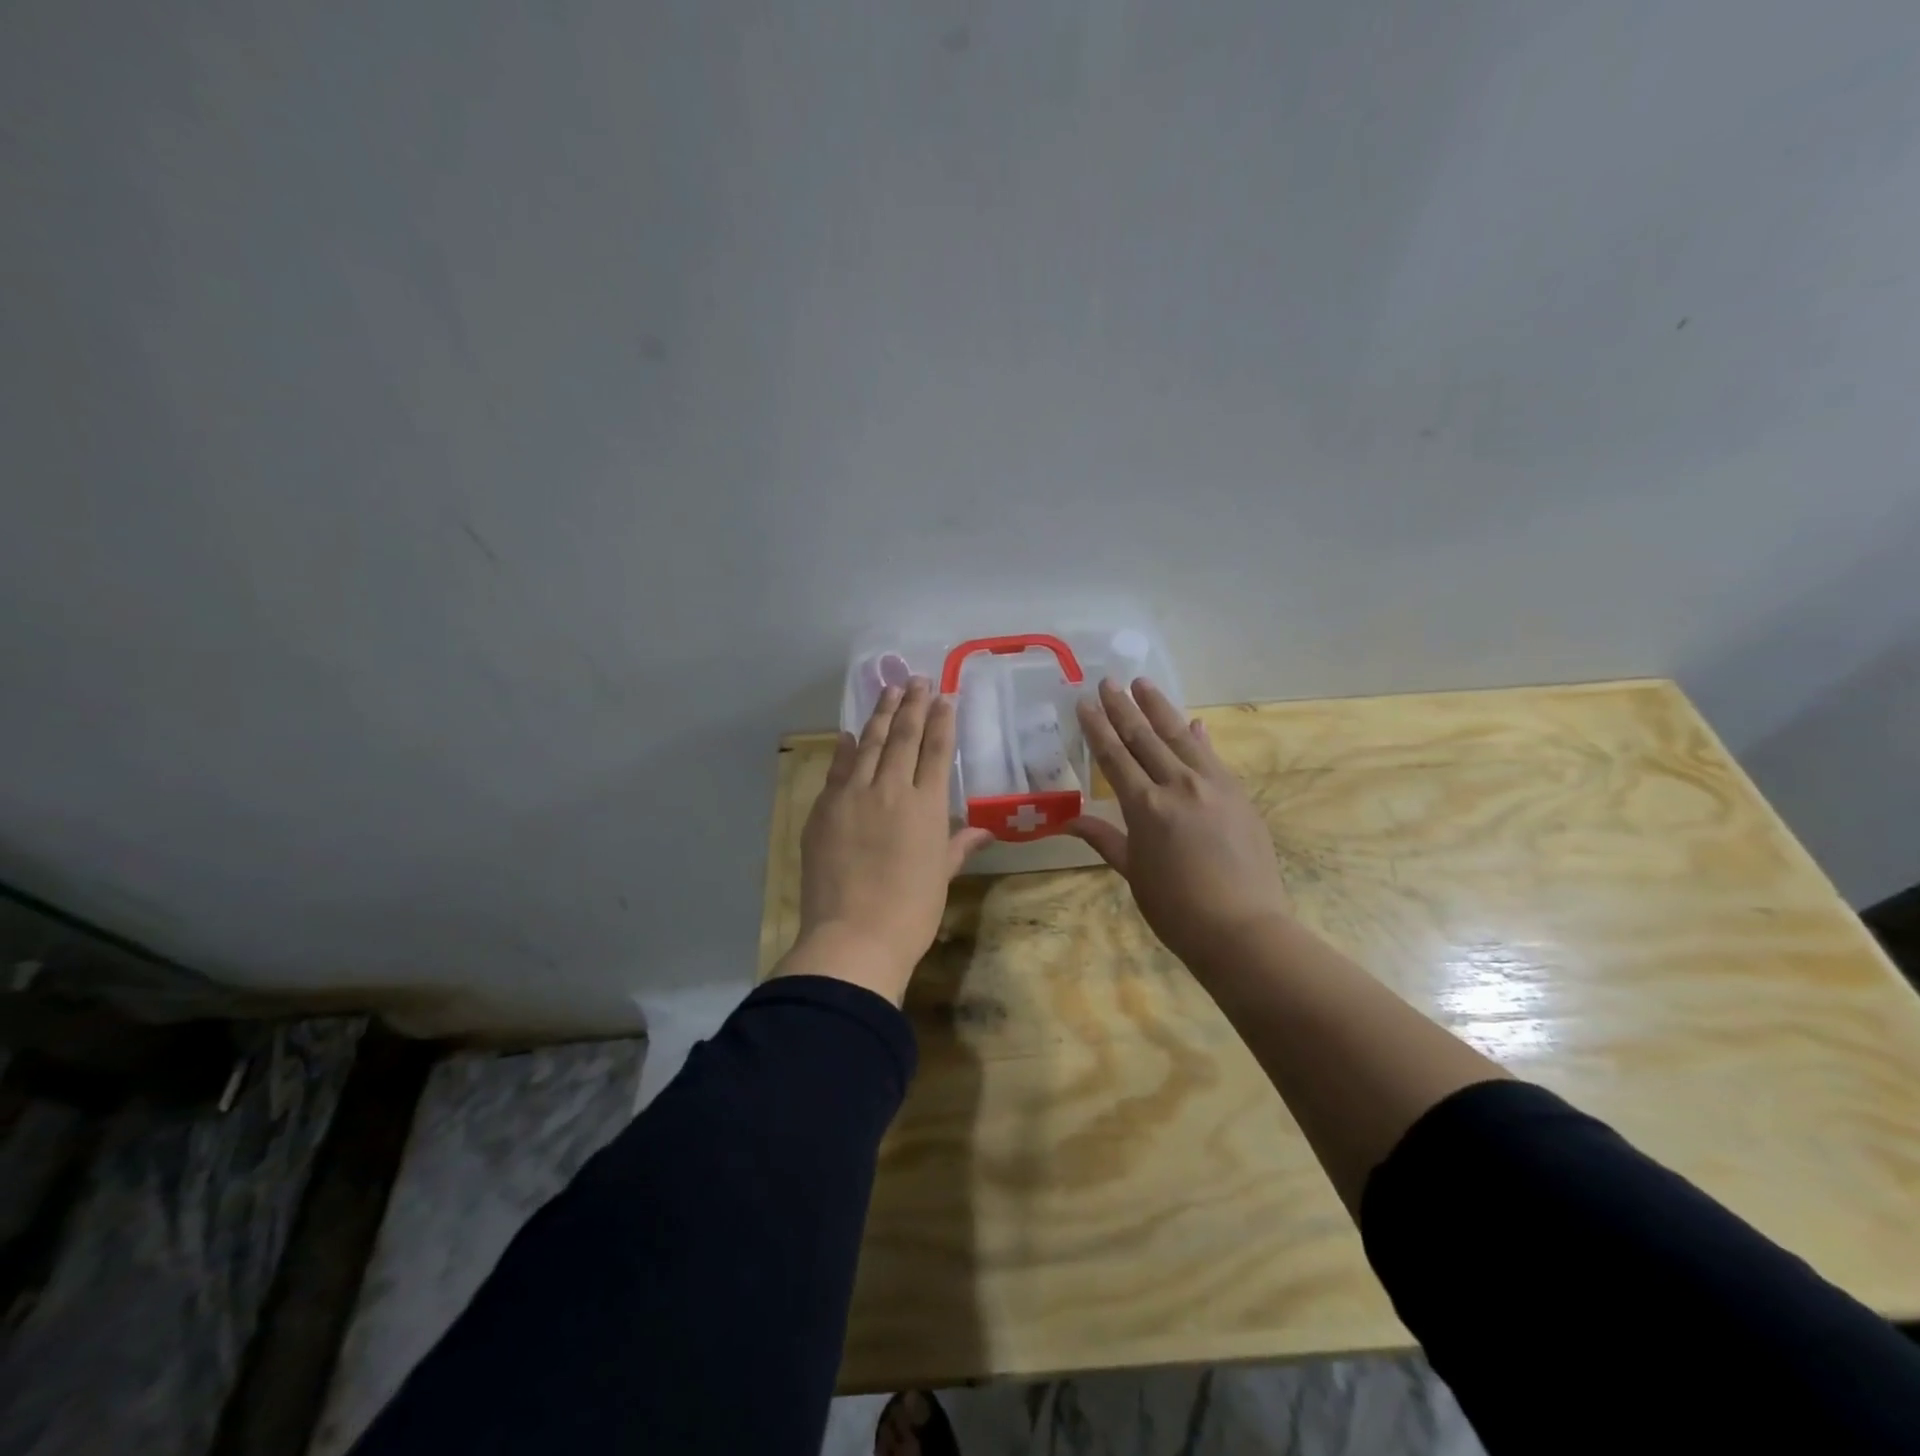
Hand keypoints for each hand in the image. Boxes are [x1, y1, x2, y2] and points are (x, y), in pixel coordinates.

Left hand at [776, 678, 994, 1005]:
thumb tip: (985, 830)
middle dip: (912, 705)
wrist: (854, 937)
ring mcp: (853, 796)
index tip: (944, 696)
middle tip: (916, 679)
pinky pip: (837, 769)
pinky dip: (844, 748)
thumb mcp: (941, 876)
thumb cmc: (911, 912)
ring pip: (868, 743)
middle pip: (903, 737)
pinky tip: (849, 733)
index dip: (942, 720)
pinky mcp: (824, 809)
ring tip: (889, 690)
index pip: (937, 750)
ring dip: (880, 714)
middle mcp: (891, 789)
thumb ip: (959, 845)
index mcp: (927, 806)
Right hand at [1069, 678, 1291, 972]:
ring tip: (1143, 684)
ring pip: (1180, 736)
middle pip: (1144, 737)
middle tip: (1108, 681)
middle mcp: (1177, 785)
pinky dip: (1199, 737)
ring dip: (1159, 708)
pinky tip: (1193, 723)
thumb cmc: (1177, 909)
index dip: (1097, 727)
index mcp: (1145, 807)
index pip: (1114, 756)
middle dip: (1123, 707)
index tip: (1084, 702)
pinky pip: (1212, 756)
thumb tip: (1070, 821)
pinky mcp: (1238, 793)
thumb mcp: (1134, 873)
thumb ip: (1105, 839)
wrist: (1243, 928)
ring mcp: (1212, 785)